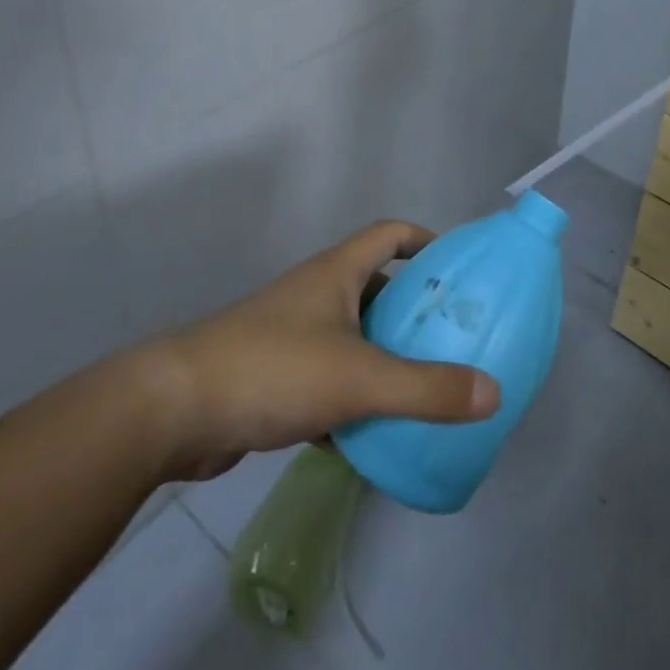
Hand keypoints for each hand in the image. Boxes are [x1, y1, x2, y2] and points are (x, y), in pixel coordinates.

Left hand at [137, 220, 500, 480]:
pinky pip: (328, 380)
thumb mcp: (360, 378)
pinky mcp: (274, 378)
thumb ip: (427, 388)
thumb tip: (494, 392)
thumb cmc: (273, 369)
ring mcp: (291, 335)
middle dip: (414, 310)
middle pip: (376, 288)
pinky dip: (353, 399)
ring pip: (352, 338)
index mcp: (336, 273)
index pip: (390, 234)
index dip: (426, 240)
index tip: (459, 268)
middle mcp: (315, 295)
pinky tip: (374, 435)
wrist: (175, 411)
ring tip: (426, 388)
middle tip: (454, 338)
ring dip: (385, 358)